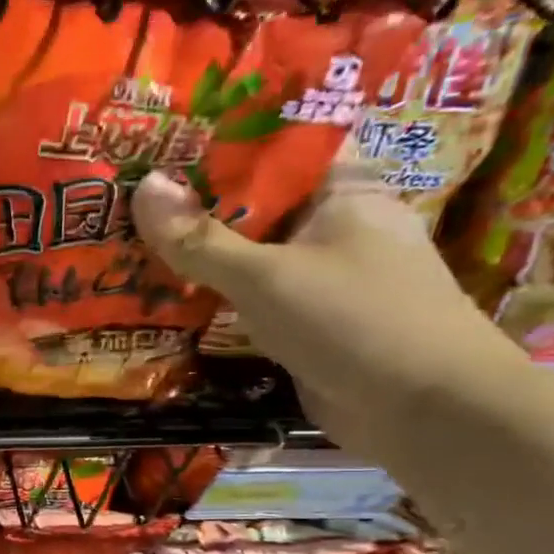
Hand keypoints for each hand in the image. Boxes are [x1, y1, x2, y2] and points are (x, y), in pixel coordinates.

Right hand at [130, 168, 528, 456]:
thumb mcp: (265, 275)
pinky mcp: (309, 323)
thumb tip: (143, 187)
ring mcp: (323, 278)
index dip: (222, 142)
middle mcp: (334, 227)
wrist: (426, 411)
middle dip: (196, 205)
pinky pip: (252, 299)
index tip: (162, 143)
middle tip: (128, 198)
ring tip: (131, 244)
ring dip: (200, 257)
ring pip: (250, 256)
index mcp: (342, 192)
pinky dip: (215, 298)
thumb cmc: (354, 320)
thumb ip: (200, 239)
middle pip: (256, 206)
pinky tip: (166, 298)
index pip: (279, 148)